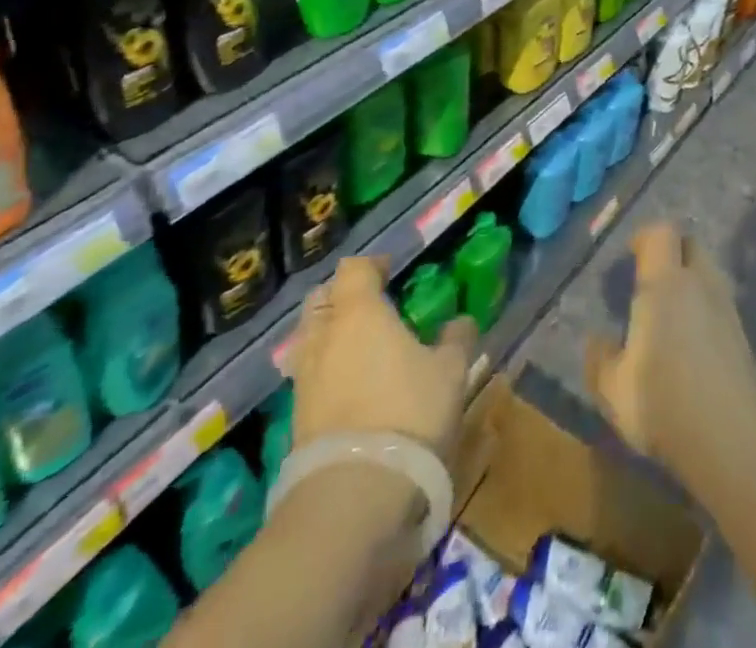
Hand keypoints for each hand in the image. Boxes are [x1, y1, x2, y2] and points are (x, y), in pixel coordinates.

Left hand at [286, 257, 476, 460]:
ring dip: (331, 333)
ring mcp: (304, 378)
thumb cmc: (409, 411)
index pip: (355, 269)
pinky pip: (309, 375)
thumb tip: (460, 322)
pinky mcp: (295, 417)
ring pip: (310, 338)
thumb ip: (456, 338)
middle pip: (322, 299)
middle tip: (372, 304)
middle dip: (343, 295)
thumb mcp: (450, 370)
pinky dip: (326, 369)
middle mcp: (324, 336)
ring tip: (360, 346)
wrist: (354, 492)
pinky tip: (350, 384)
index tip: (392, 271)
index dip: (373, 265)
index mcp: (359, 312)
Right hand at [585, 224, 755, 484]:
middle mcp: (700, 283)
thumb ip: (601, 359)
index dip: (645, 237)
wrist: (731, 436)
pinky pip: (718, 303)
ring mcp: (726, 306)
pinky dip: (704, 308)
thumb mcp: (614, 387)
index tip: (631, 254)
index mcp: (665, 283)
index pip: (661, 233)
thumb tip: (596, 340)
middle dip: (671, 253)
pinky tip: (691, 342)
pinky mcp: (742, 333)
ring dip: (690, 281)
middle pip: (690, 245)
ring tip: (669, 313)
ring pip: (707, 273)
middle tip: (650, 280)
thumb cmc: (662, 401)